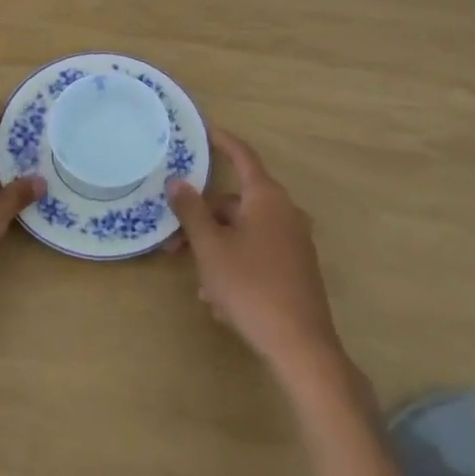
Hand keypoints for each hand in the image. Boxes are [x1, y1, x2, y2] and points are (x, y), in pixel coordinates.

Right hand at [167, 130, 344, 378]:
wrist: (301, 345)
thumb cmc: (251, 286)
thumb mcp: (211, 248)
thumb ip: (191, 211)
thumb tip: (177, 181)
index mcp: (267, 198)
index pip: (242, 156)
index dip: (221, 141)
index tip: (203, 130)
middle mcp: (285, 212)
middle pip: (235, 203)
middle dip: (203, 219)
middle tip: (174, 243)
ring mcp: (294, 241)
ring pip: (243, 232)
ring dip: (216, 249)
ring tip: (198, 283)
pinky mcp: (296, 268)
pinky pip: (257, 253)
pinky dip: (235, 265)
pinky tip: (220, 299)